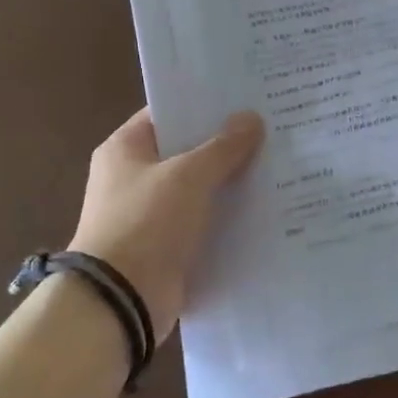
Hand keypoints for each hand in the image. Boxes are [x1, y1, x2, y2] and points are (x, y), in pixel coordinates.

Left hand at [68, 107, 264, 343]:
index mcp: (125, 148)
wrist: (121, 300)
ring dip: (229, 181)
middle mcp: (132, 177)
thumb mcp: (189, 176)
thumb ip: (222, 147)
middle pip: (185, 150)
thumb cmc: (146, 222)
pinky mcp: (166, 246)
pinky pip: (202, 221)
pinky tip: (263, 206)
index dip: (203, 104)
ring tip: (276, 164)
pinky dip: (226, 215)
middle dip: (224, 143)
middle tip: (270, 128)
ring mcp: (148, 214)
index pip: (167, 113)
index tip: (244, 98)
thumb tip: (251, 118)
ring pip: (197, 187)